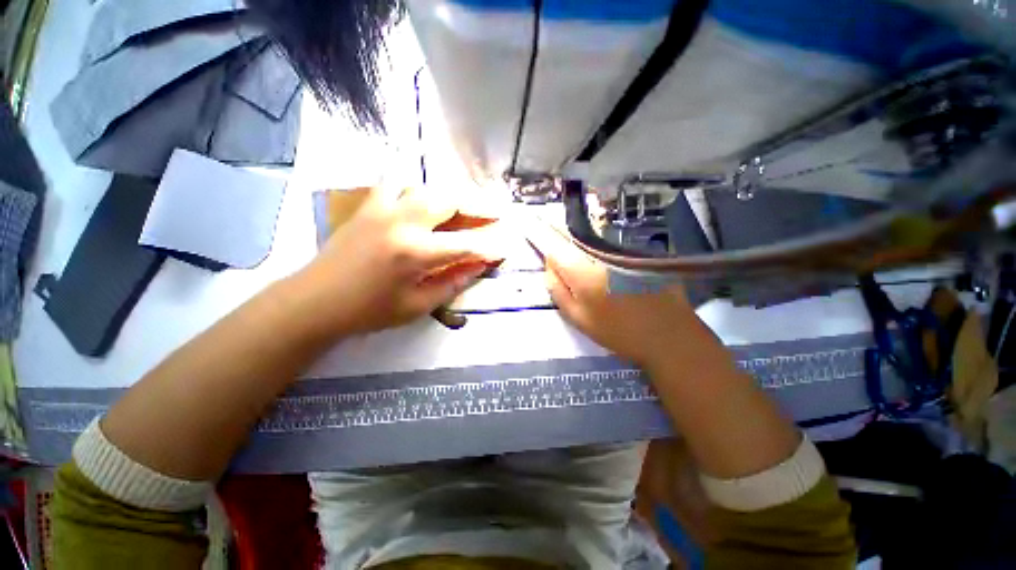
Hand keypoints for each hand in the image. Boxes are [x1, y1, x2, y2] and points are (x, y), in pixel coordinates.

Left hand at [293, 185, 502, 336]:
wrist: (315, 301)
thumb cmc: (369, 311)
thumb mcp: (417, 306)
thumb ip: (452, 283)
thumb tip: (478, 266)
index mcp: (416, 252)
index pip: (466, 244)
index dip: (489, 246)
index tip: (505, 247)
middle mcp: (402, 222)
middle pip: (450, 201)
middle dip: (478, 206)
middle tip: (495, 212)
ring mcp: (383, 209)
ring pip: (426, 187)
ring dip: (450, 196)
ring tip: (464, 207)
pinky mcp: (368, 206)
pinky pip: (396, 184)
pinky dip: (416, 187)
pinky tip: (424, 198)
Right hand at [526, 221, 711, 369]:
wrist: (669, 335)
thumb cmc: (618, 331)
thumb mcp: (577, 317)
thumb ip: (558, 289)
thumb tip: (549, 264)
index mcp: (582, 269)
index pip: (554, 242)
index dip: (539, 231)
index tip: (527, 222)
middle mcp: (600, 252)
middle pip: (572, 233)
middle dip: (557, 232)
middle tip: (547, 236)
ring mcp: (621, 249)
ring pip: (589, 235)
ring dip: (576, 236)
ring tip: (568, 246)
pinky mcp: (637, 251)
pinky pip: (607, 240)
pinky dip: (595, 241)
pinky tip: (595, 252)